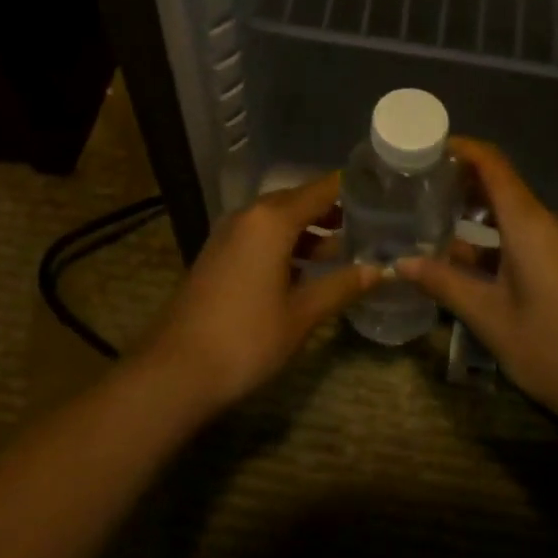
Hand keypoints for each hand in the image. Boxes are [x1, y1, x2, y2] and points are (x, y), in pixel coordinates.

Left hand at [142, 173, 379, 414]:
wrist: (176, 369)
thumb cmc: (247, 337)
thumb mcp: (302, 314)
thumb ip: (341, 286)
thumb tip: (379, 270)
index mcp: (272, 219)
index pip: (321, 189)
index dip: (350, 188)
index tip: (380, 191)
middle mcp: (249, 215)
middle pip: (298, 200)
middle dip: (332, 210)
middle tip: (369, 221)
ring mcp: (229, 233)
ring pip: (278, 219)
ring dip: (309, 230)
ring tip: (344, 248)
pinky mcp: (219, 253)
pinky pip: (260, 235)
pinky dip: (286, 242)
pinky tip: (305, 269)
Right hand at [396, 138, 557, 430]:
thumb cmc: (553, 348)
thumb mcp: (490, 318)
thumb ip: (444, 283)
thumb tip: (399, 262)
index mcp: (528, 223)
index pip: (492, 163)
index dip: (459, 148)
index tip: (423, 148)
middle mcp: (545, 222)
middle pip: (499, 183)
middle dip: (459, 179)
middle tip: (416, 185)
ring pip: (509, 212)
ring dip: (473, 211)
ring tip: (429, 215)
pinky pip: (521, 235)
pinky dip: (490, 237)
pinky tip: (461, 256)